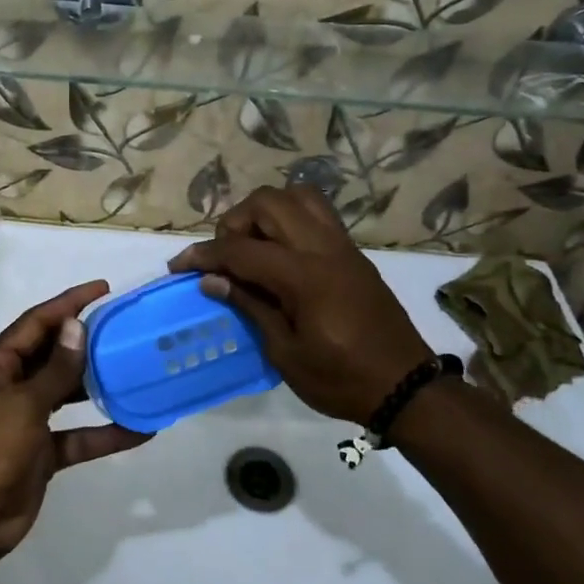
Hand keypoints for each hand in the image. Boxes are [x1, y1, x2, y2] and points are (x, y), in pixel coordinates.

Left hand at [0, 280, 149, 551]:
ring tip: (135, 368)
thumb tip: (77, 327)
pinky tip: (140, 428)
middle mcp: (10, 387)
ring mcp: (26, 420)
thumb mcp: (22, 405)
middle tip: (125, 328)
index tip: (102, 289)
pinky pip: (77, 436)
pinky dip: (104, 433)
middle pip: (53, 355)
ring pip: (67, 394)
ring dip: (98, 385)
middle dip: (86, 342)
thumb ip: (55, 369)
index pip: (35, 323)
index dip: (68, 304)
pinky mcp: (42, 452)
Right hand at [169, 185, 432, 424]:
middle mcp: (323, 248)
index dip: (204, 255)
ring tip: (253, 247)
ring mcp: (342, 246)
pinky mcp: (353, 252)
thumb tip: (212, 280)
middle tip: (226, 258)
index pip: (241, 250)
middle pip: (267, 203)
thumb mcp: (285, 353)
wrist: (405, 387)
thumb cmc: (340, 379)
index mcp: (304, 276)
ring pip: (296, 196)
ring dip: (265, 212)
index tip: (178, 266)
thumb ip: (250, 307)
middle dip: (235, 223)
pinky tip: (280, 253)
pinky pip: (317, 213)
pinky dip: (290, 218)